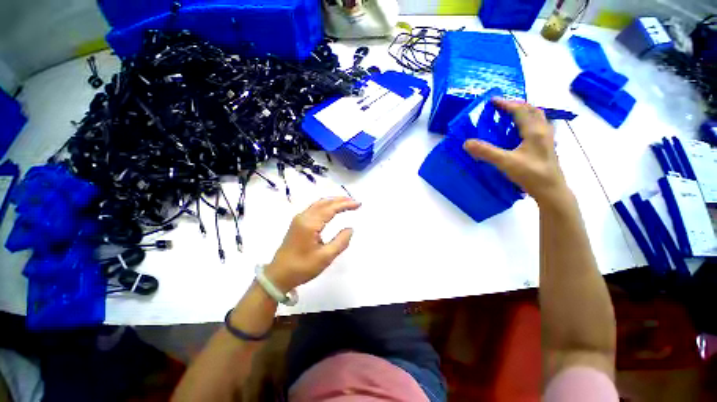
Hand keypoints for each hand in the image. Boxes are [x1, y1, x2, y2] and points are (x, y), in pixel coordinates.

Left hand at [265, 197, 360, 292]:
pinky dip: (326, 205)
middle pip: (324, 202)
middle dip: (340, 200)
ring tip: (346, 202)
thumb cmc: (302, 267)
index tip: (358, 204)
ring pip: (318, 204)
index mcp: (310, 224)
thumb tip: (350, 229)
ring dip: (333, 201)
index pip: (331, 208)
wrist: (278, 275)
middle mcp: (303, 217)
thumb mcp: (325, 257)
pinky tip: (331, 209)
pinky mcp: (297, 223)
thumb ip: (341, 242)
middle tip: (354, 201)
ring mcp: (299, 219)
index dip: (345, 204)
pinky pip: (314, 208)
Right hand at [463, 98, 570, 205]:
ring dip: (524, 113)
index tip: (492, 101)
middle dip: (517, 105)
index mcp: (534, 131)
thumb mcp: (506, 163)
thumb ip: (486, 152)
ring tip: (510, 116)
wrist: (551, 191)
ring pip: (537, 118)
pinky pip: (538, 128)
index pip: (520, 110)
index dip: (506, 104)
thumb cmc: (531, 175)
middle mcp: (543, 131)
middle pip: (532, 110)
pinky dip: (527, 123)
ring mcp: (547, 139)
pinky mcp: (546, 147)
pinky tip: (520, 133)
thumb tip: (466, 143)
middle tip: (502, 107)